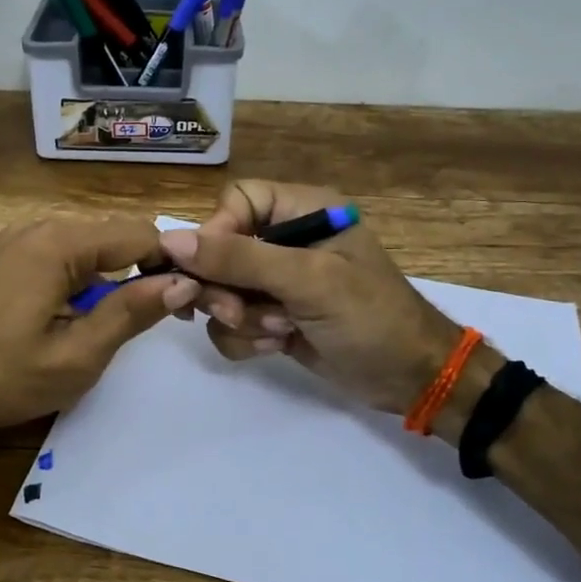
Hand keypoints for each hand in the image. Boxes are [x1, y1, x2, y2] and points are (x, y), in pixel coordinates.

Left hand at [0, 215, 190, 434]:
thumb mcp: (75, 356)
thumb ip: (131, 313)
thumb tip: (182, 282)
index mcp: (60, 243)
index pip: (141, 234)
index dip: (174, 264)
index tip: (192, 302)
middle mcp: (39, 227)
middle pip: (115, 237)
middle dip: (144, 271)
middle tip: (159, 321)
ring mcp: (17, 240)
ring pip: (89, 249)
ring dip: (112, 280)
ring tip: (117, 326)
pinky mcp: (4, 258)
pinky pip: (61, 258)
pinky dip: (82, 281)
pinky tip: (76, 319)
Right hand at [160, 181, 463, 414]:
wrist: (410, 379)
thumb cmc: (369, 317)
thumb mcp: (307, 281)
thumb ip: (239, 259)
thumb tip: (170, 242)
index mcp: (302, 210)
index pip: (235, 202)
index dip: (216, 234)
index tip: (211, 270)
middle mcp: (285, 240)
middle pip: (218, 250)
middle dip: (225, 288)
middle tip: (237, 312)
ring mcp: (277, 282)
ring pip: (219, 290)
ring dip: (239, 318)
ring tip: (277, 332)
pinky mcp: (271, 317)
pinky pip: (229, 322)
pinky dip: (245, 339)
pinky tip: (277, 347)